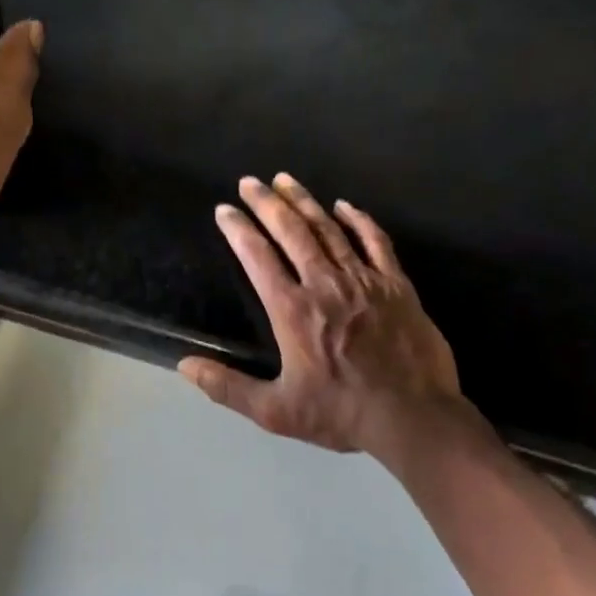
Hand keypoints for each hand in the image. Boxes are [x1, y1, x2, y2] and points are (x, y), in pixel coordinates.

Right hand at [180, 174, 485, 457]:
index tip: (224, 210)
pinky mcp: (396, 285)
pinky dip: (358, 220)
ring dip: (305, 202)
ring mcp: (364, 280)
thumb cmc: (340, 414)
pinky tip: (345, 205)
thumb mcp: (275, 411)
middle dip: (266, 203)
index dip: (238, 230)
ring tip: (286, 180)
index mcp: (292, 311)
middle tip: (249, 182)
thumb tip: (184, 366)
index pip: (258, 258)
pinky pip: (375, 241)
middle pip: (291, 232)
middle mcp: (324, 285)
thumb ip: (227, 387)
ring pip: (329, 229)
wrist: (412, 416)